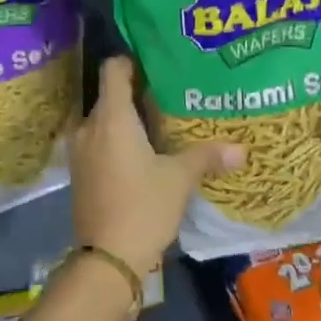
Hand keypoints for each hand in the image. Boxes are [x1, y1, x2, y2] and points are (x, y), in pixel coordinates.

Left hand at [70, 56, 241, 279]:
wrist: (106, 260)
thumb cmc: (143, 207)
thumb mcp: (179, 179)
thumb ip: (206, 156)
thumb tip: (241, 149)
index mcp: (111, 117)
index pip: (114, 69)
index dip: (133, 61)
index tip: (157, 65)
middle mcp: (89, 126)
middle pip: (110, 95)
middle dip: (137, 93)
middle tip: (170, 95)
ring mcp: (80, 151)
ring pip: (104, 121)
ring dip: (127, 120)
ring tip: (159, 125)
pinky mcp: (79, 173)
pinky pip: (98, 142)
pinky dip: (117, 141)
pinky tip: (142, 155)